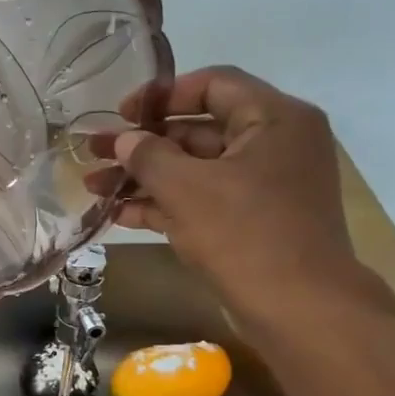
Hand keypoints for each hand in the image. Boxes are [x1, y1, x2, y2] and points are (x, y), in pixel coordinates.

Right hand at [105, 67, 394, 331]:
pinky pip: (203, 199)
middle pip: (197, 130)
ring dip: (144, 177)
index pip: (213, 85)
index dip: (161, 95)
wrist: (300, 310)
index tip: (121, 114)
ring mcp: (264, 186)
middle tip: (94, 152)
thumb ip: (148, 156)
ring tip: (94, 186)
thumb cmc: (245, 235)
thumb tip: (124, 140)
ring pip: (194, 169)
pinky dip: (164, 203)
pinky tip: (119, 214)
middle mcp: (274, 144)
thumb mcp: (187, 189)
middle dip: (141, 144)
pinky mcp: (252, 221)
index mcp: (274, 118)